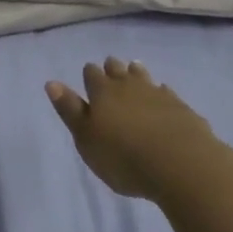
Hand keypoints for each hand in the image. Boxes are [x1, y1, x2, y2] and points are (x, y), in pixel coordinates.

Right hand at [46, 58, 229, 201]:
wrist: (180, 164)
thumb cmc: (123, 157)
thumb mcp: (86, 139)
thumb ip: (70, 110)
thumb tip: (52, 82)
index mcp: (102, 92)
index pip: (92, 74)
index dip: (89, 74)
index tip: (89, 75)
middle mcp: (129, 86)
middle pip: (118, 69)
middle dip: (112, 68)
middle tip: (110, 68)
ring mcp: (157, 93)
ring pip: (143, 75)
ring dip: (136, 73)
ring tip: (134, 70)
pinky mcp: (180, 106)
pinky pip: (166, 92)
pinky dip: (160, 92)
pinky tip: (162, 95)